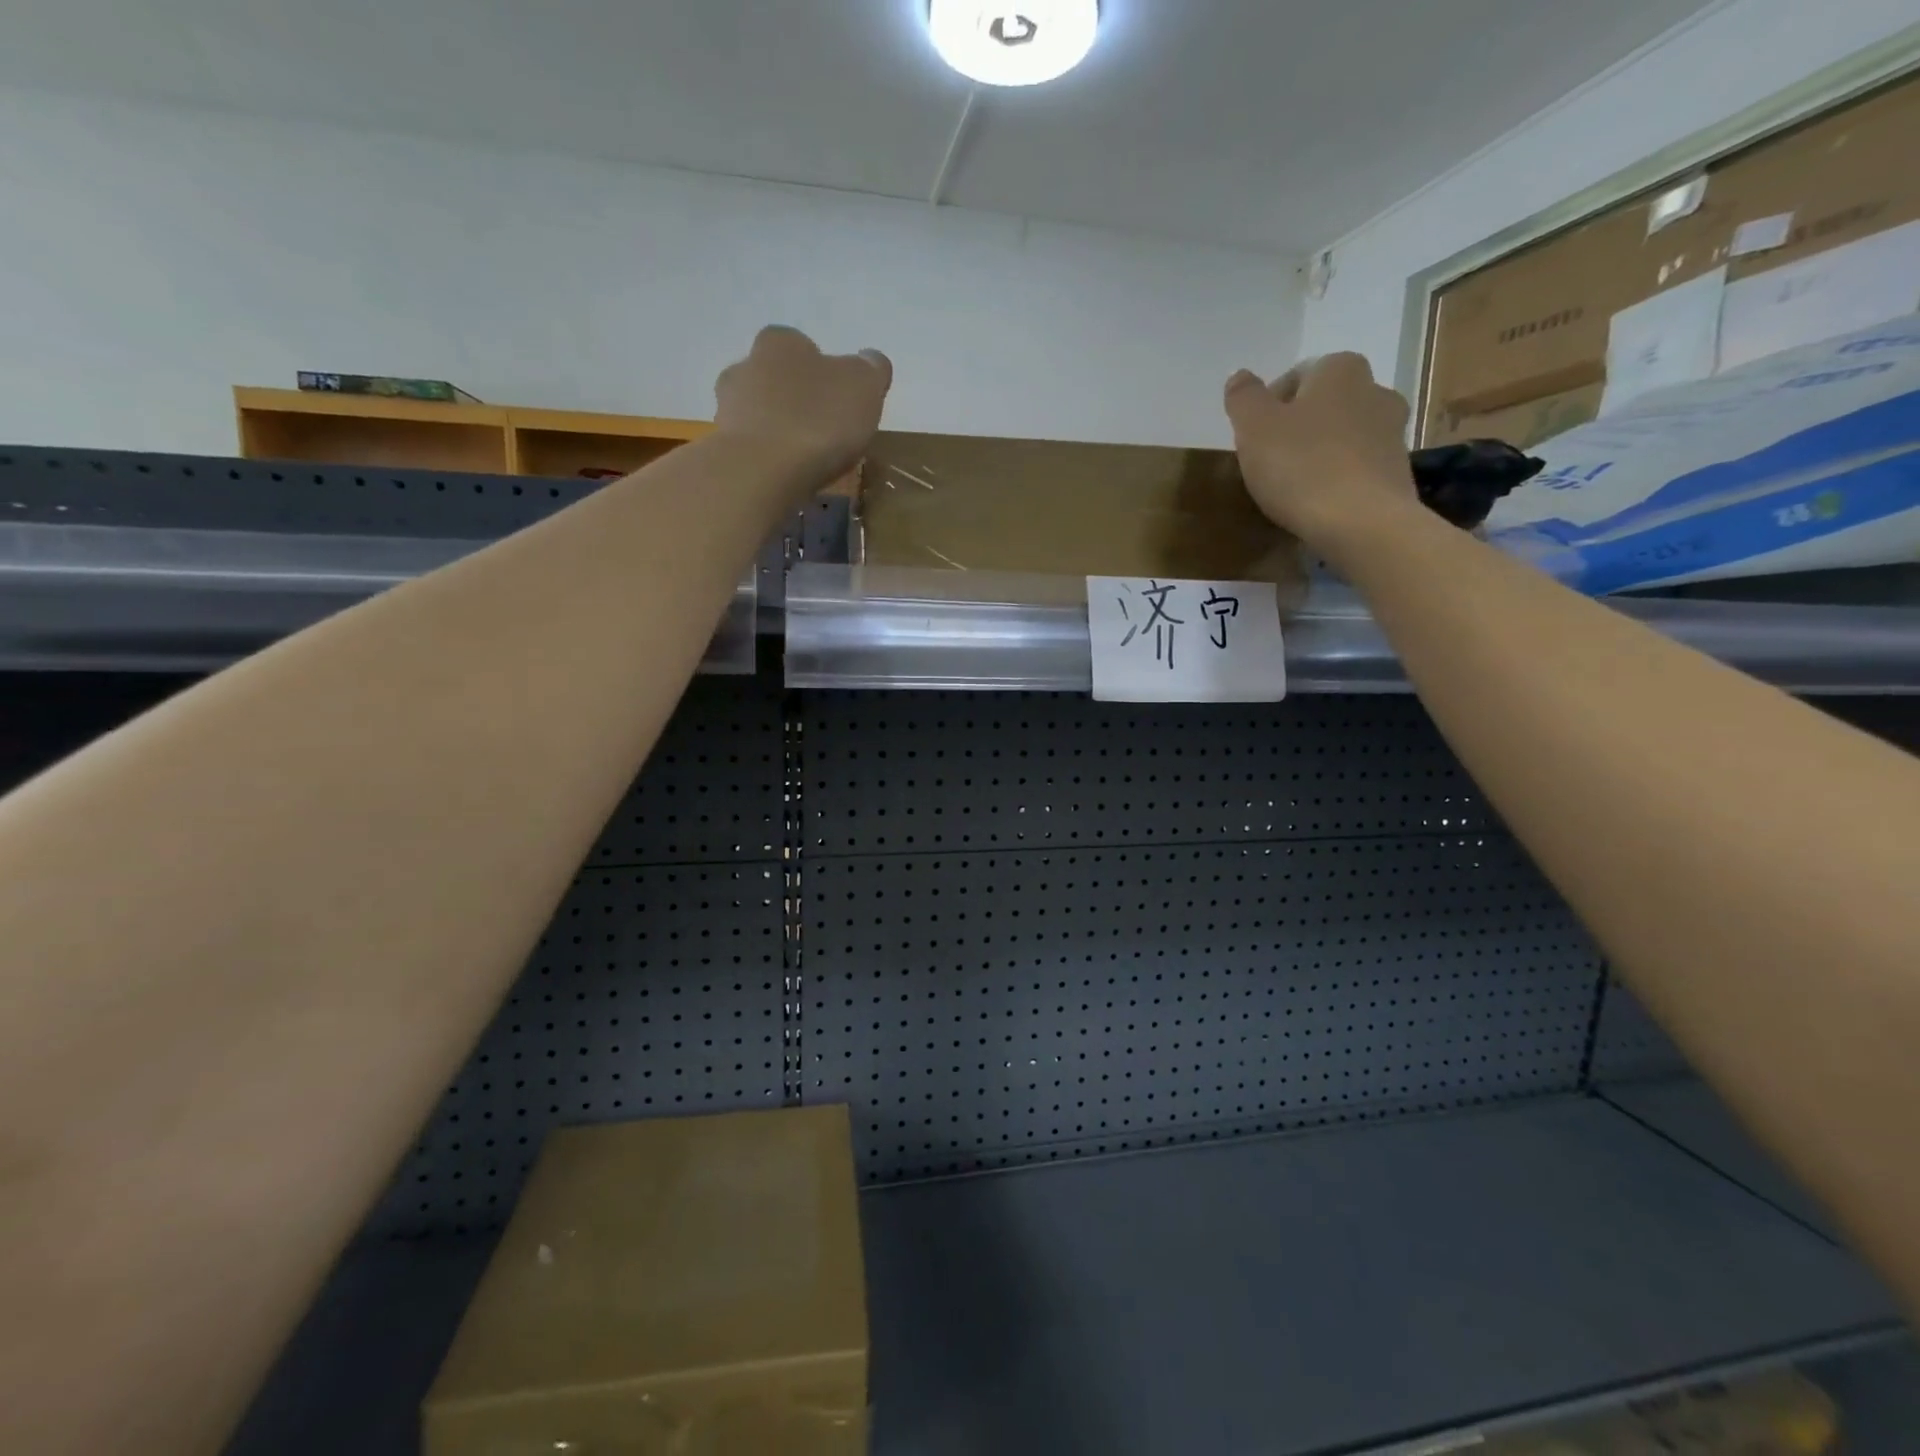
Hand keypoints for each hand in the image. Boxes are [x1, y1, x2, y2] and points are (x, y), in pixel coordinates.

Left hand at [713, 325, 892, 486]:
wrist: (760, 472)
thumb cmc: (818, 421)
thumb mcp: (864, 387)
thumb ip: (871, 369)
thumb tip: (870, 360)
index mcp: (782, 342)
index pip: (804, 347)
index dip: (824, 373)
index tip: (839, 402)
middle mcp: (746, 364)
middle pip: (777, 379)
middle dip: (797, 400)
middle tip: (823, 432)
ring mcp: (726, 407)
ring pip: (759, 413)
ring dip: (778, 430)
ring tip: (803, 460)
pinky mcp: (720, 446)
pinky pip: (750, 447)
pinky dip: (766, 457)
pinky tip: (784, 476)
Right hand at [1224, 353, 1417, 557]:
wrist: (1361, 522)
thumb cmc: (1301, 466)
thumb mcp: (1254, 428)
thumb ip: (1244, 397)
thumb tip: (1240, 376)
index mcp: (1340, 369)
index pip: (1297, 376)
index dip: (1269, 407)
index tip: (1254, 440)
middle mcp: (1375, 389)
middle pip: (1323, 405)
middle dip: (1299, 427)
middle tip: (1271, 462)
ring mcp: (1393, 431)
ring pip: (1343, 435)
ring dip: (1320, 452)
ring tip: (1294, 486)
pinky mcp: (1398, 470)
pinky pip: (1358, 466)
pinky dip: (1339, 477)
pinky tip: (1320, 503)